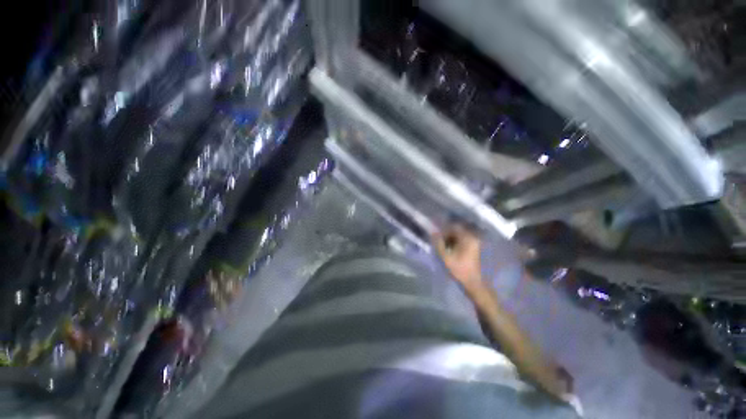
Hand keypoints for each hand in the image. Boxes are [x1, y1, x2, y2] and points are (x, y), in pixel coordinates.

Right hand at [433, 225, 483, 291]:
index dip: (444, 230)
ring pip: (459, 235)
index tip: (437, 237)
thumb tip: (433, 232)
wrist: (472, 282)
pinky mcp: (474, 247)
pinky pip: (462, 240)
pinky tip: (451, 250)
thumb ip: (438, 243)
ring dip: (450, 239)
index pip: (453, 227)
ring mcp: (474, 242)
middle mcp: (472, 237)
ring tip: (444, 247)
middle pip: (457, 230)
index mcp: (467, 238)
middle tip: (440, 243)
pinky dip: (455, 243)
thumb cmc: (459, 269)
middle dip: (447, 235)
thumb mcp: (445, 256)